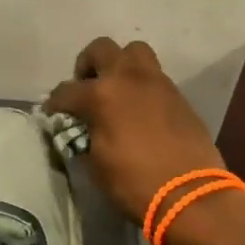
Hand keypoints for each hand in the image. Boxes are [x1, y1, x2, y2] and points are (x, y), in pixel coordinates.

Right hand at [47, 37, 227, 224]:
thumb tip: (82, 129)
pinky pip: (154, 76)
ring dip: (120, 65)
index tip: (53, 114)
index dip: (55, 104)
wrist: (191, 195)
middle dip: (87, 65)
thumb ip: (85, 136)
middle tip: (86, 88)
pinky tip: (140, 110)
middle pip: (101, 49)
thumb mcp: (96, 163)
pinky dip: (142, 85)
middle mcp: (128, 78)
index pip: (66, 90)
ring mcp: (157, 83)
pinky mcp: (178, 95)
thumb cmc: (134, 182)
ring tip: (116, 90)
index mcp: (101, 94)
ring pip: (134, 51)